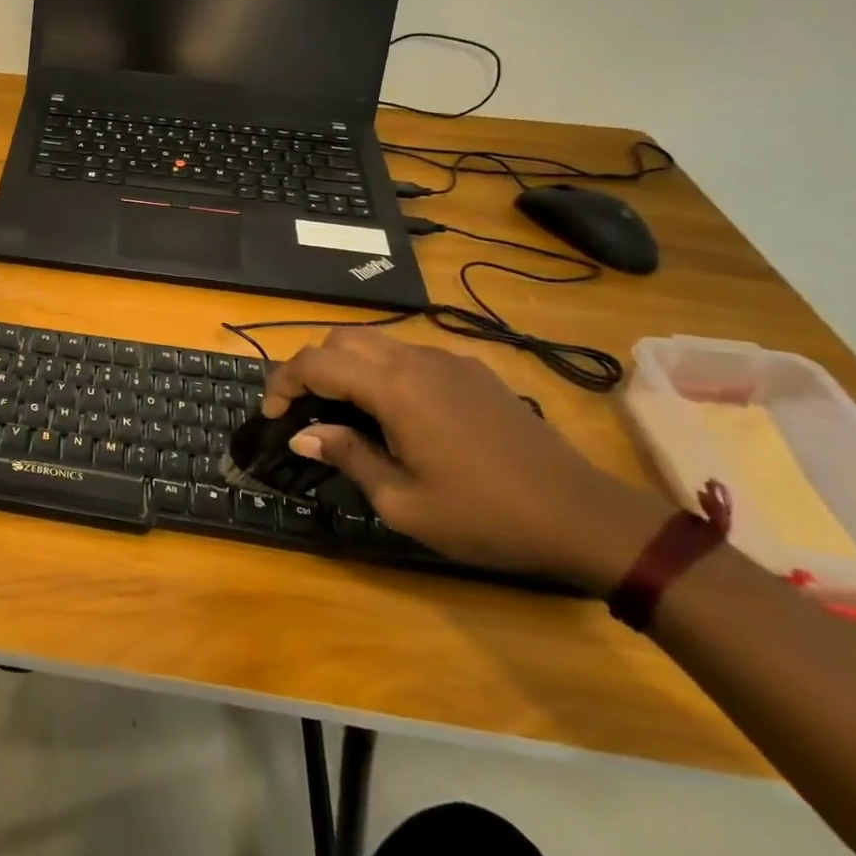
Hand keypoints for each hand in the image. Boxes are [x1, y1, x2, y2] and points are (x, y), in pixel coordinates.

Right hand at [262, 332, 667, 591]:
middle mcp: (415, 360)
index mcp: (394, 388)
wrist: (583, 516)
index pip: (315, 363)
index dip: (283, 383)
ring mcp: (448, 360)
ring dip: (347, 367)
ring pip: (376, 342)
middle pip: (341, 339)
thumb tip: (303, 435)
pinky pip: (410, 355)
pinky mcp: (473, 371)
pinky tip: (396, 414)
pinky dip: (383, 371)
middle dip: (312, 368)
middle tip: (306, 410)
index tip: (272, 415)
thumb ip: (348, 457)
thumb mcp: (403, 502)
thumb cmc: (485, 515)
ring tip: (345, 413)